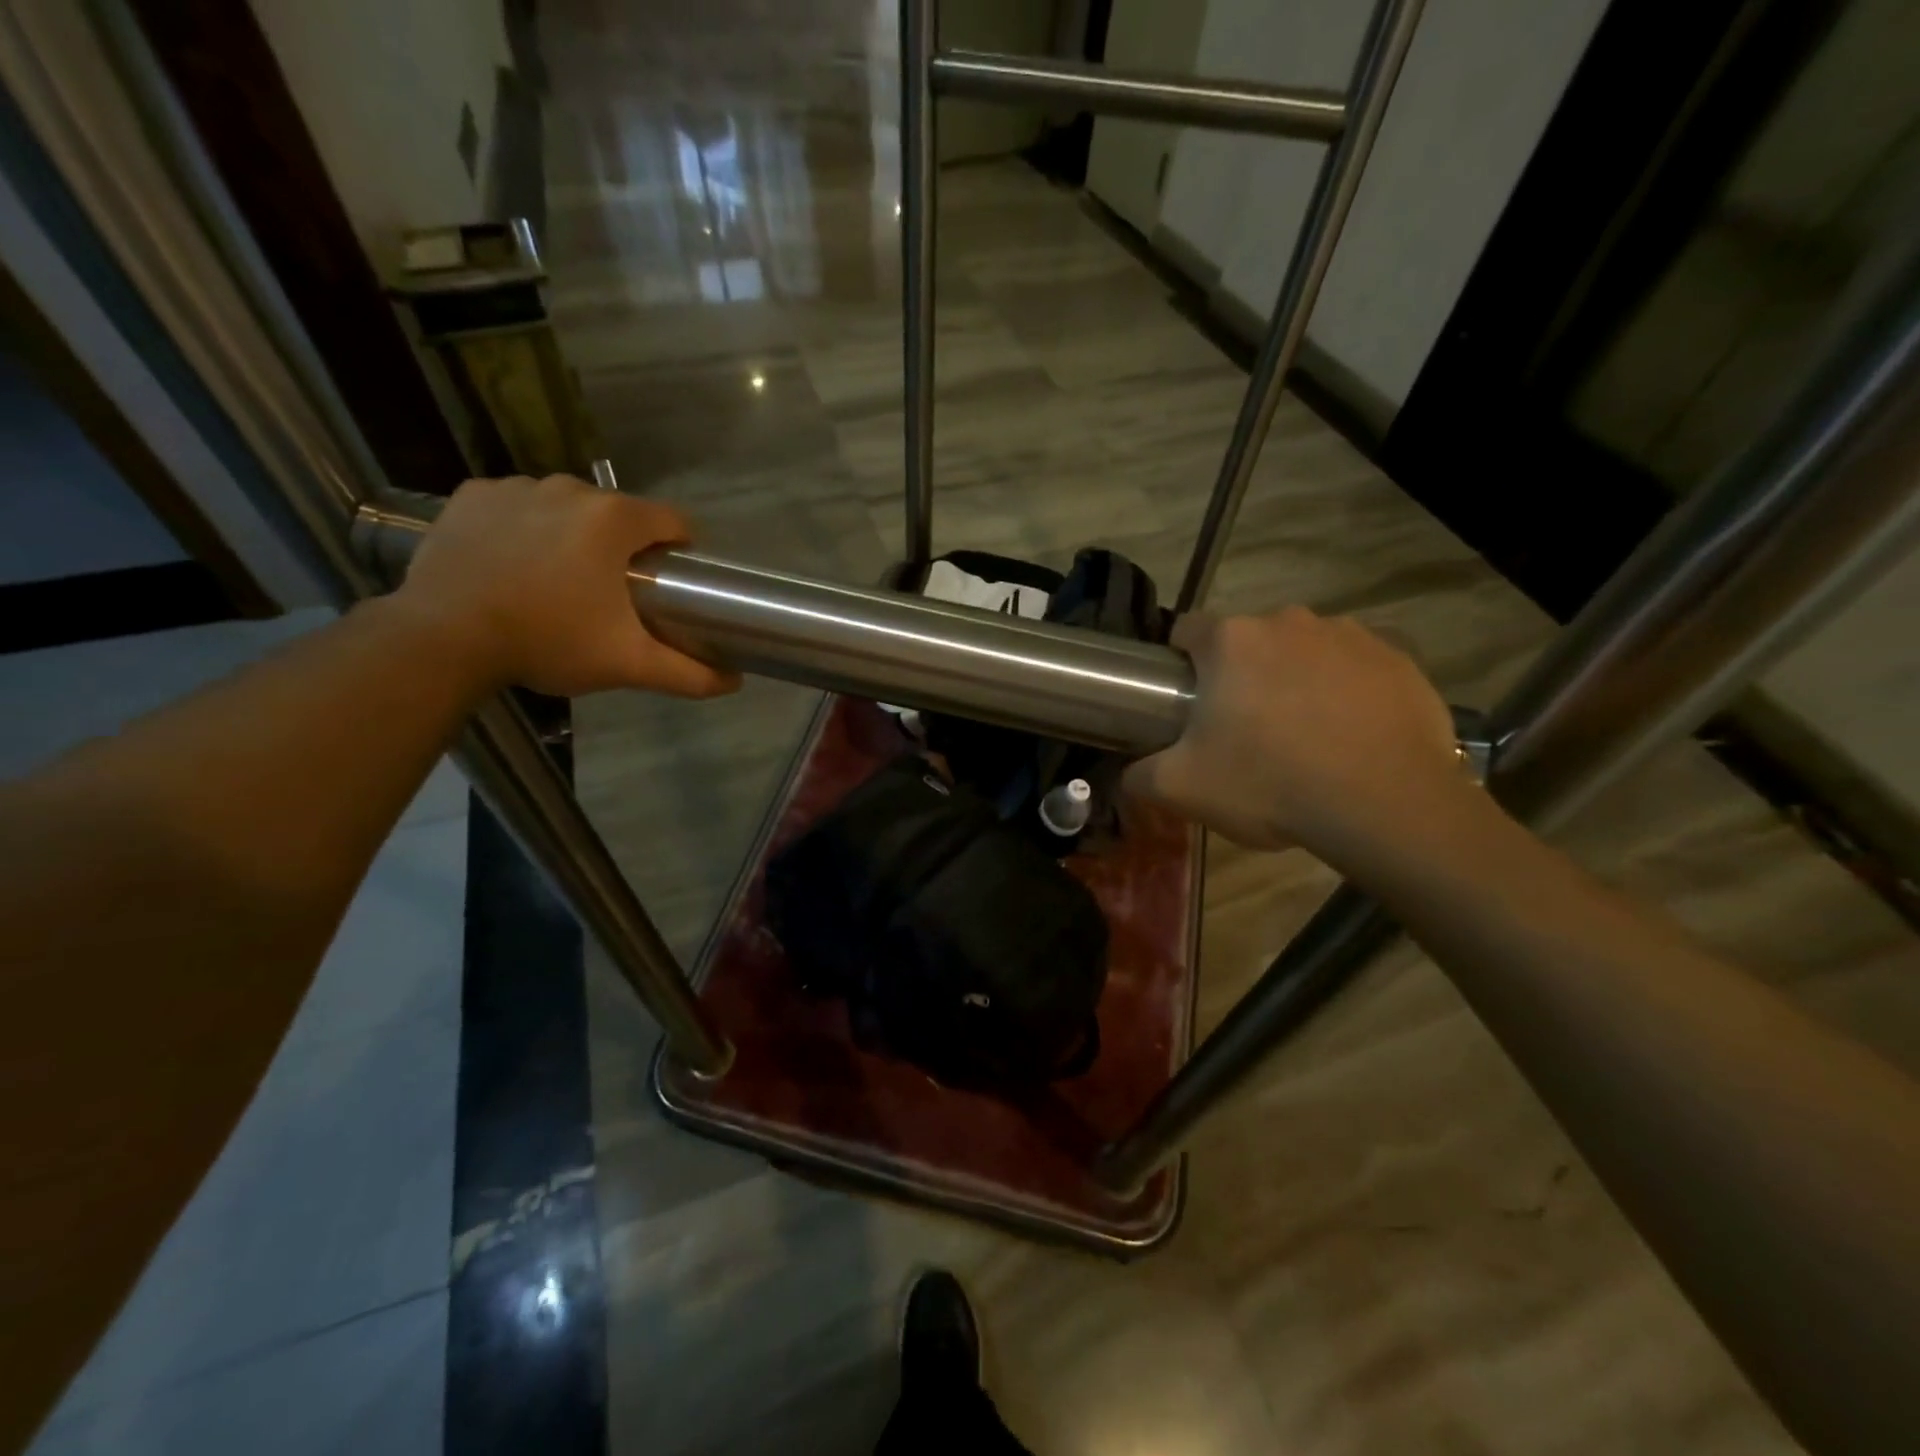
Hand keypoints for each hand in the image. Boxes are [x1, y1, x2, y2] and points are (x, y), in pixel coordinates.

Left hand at [390, 474, 739, 698]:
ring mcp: (515, 487)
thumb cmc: (549, 641)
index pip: (673, 521)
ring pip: (566, 508)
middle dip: (623, 547)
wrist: (444, 638)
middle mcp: (569, 488)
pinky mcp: (472, 495)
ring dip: (572, 534)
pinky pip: (516, 505)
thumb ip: (688, 673)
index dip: (681, 550)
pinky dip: (522, 527)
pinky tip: (513, 562)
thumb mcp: (628, 664)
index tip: (669, 582)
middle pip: (618, 515)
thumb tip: (735, 683)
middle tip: (611, 594)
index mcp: (614, 520)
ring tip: (557, 581)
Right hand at [1123, 608, 1462, 860]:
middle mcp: (1289, 621)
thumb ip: (1139, 775)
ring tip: (1303, 737)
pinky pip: (1355, 668)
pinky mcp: (1399, 658)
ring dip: (1294, 680)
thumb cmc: (1269, 784)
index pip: (1186, 630)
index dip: (1180, 664)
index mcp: (1231, 641)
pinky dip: (1345, 692)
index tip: (1187, 702)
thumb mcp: (1182, 789)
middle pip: (1248, 643)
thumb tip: (1126, 772)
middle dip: (1241, 676)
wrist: (1385, 805)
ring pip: (1302, 652)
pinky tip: (1349, 736)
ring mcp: (1349, 635)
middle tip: (1244, 731)